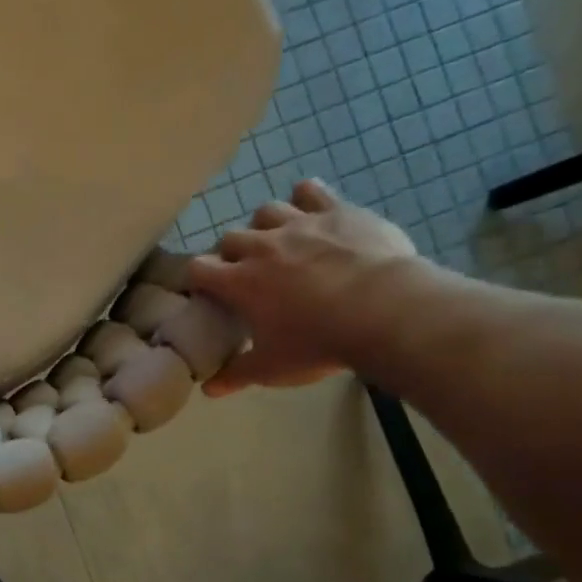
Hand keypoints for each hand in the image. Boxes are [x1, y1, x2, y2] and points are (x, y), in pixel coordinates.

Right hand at [188, 178, 419, 395]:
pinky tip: (309, 207)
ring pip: (265, 211)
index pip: (197, 269)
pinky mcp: (337, 212)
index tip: (205, 292)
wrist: (384, 310)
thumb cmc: (318, 343)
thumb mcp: (272, 368)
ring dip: (264, 225)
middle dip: (231, 253)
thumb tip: (208, 390)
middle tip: (246, 272)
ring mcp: (299, 225)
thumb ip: (236, 375)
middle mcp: (261, 247)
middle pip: (230, 238)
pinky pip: (311, 191)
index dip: (197, 278)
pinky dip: (305, 197)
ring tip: (276, 241)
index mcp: (239, 282)